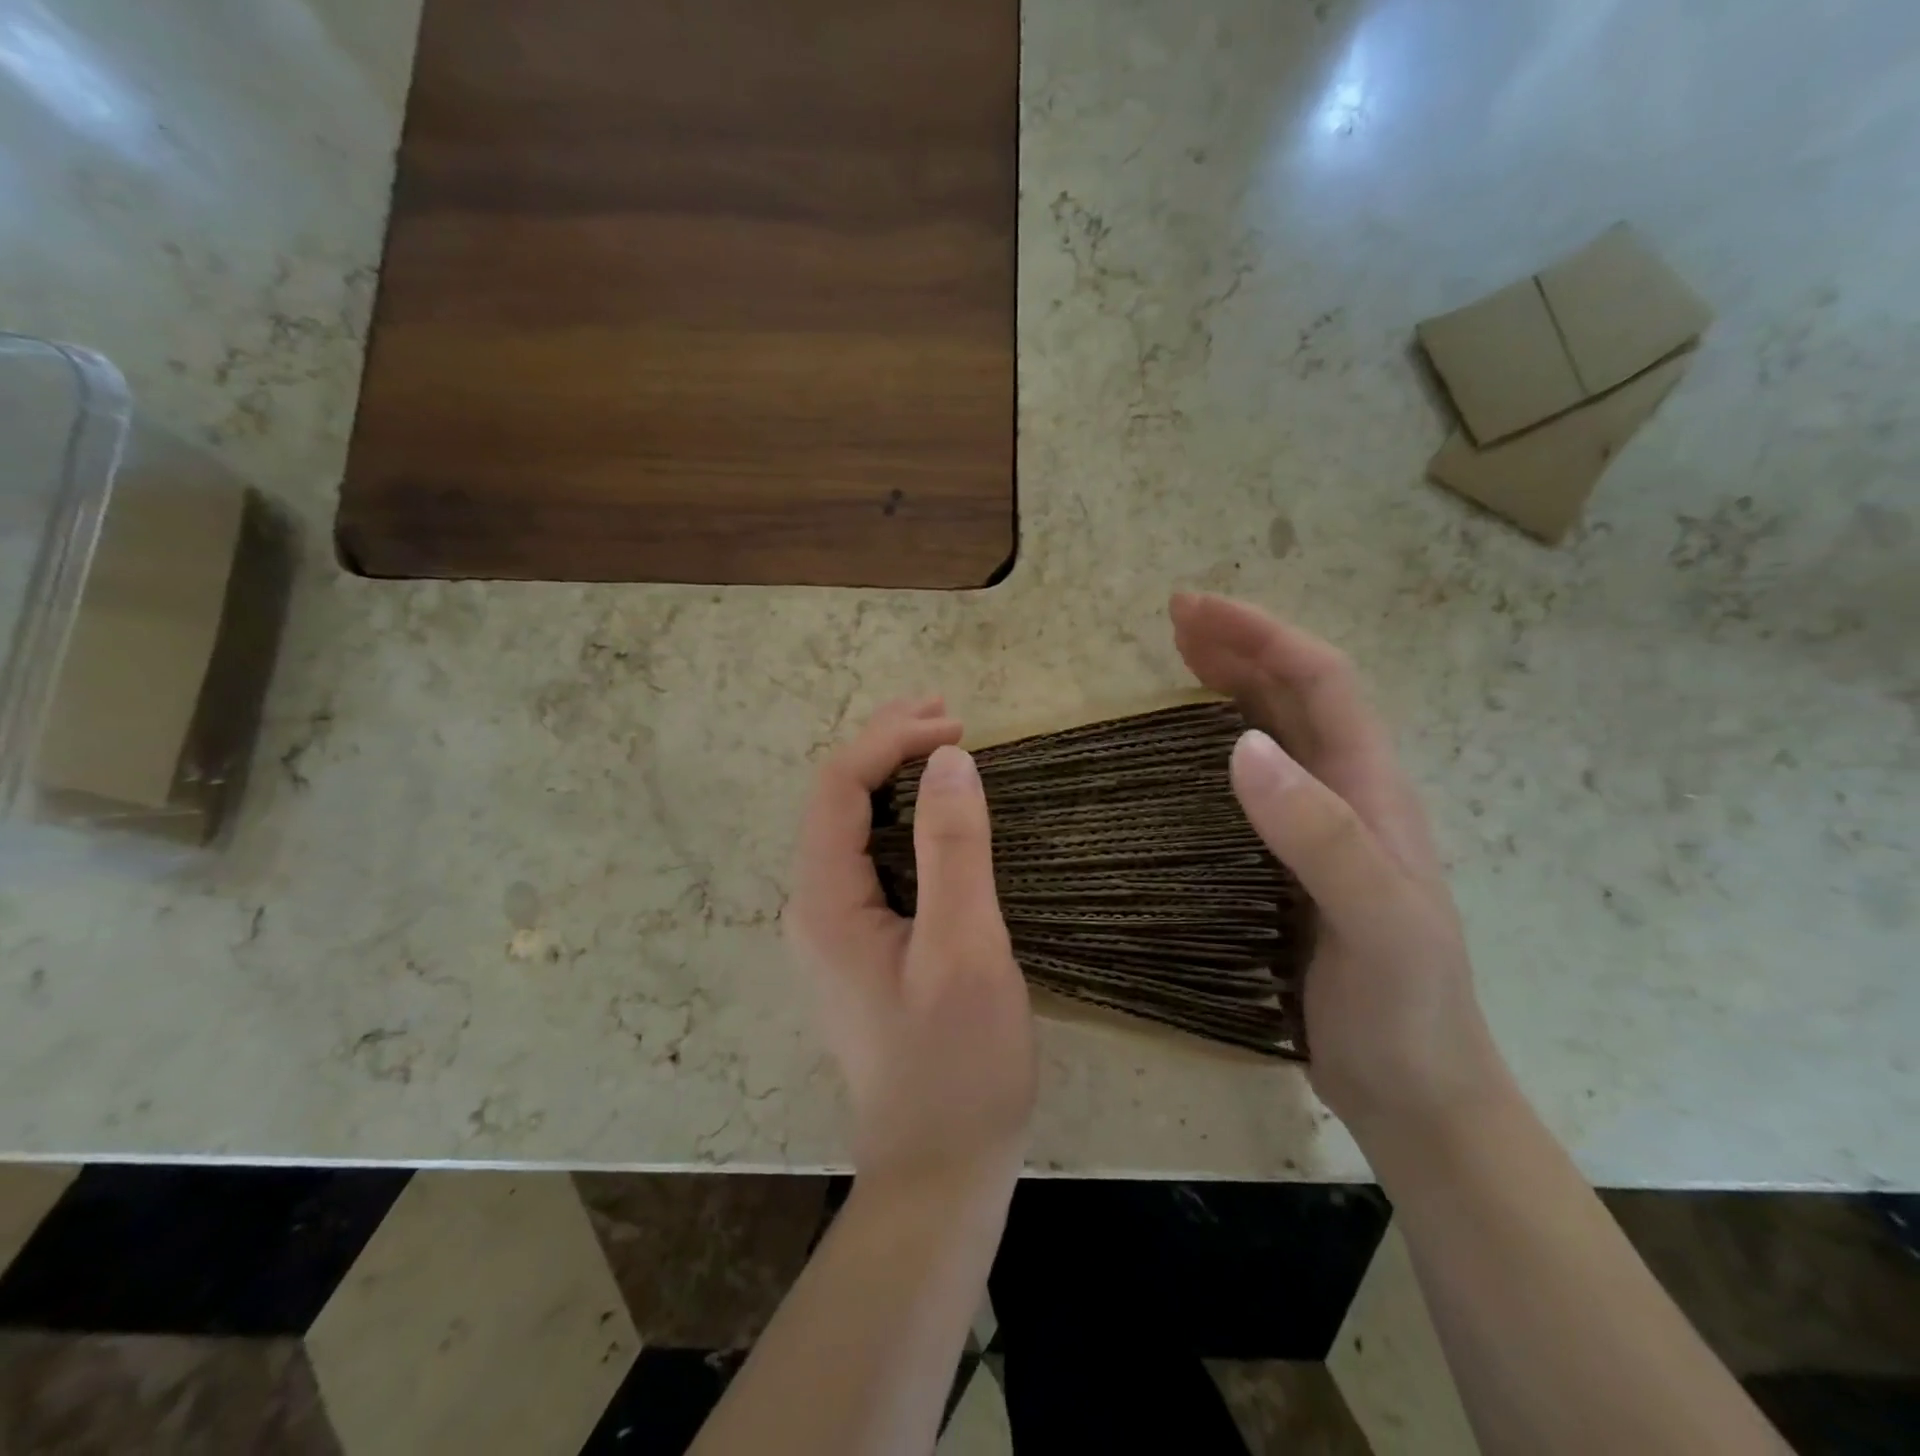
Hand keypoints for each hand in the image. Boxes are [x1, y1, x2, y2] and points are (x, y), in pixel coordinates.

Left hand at [785, 697, 1036, 1197]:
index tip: (956, 726)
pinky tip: (937, 814)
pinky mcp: (861, 946)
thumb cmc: (957, 1063)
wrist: (940, 1168)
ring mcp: (834, 929)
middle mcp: (813, 907)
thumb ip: (953, 850)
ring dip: (895, 777)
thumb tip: (950, 760)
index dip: (891, 741)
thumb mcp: (965, 950)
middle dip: (887, 746)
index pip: (840, 787)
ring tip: (945, 746)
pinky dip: (903, 818)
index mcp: (824, 902)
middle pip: (837, 799)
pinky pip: (871, 858)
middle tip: (948, 714)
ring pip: (852, 827)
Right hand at [1170, 592, 1507, 1145]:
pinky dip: (1216, 748)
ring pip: (1274, 733)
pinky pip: (1251, 785)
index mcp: (1372, 790)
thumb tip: (1241, 746)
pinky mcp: (1288, 864)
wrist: (1419, 1094)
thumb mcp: (1377, 921)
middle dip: (1239, 646)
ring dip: (1229, 687)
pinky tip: (1186, 756)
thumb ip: (1320, 835)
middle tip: (1174, 619)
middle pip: (1295, 695)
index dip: (1262, 635)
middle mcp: (1347, 796)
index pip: (1321, 682)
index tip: (1194, 611)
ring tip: (1176, 661)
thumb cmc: (1406, 1009)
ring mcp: (1319, 831)